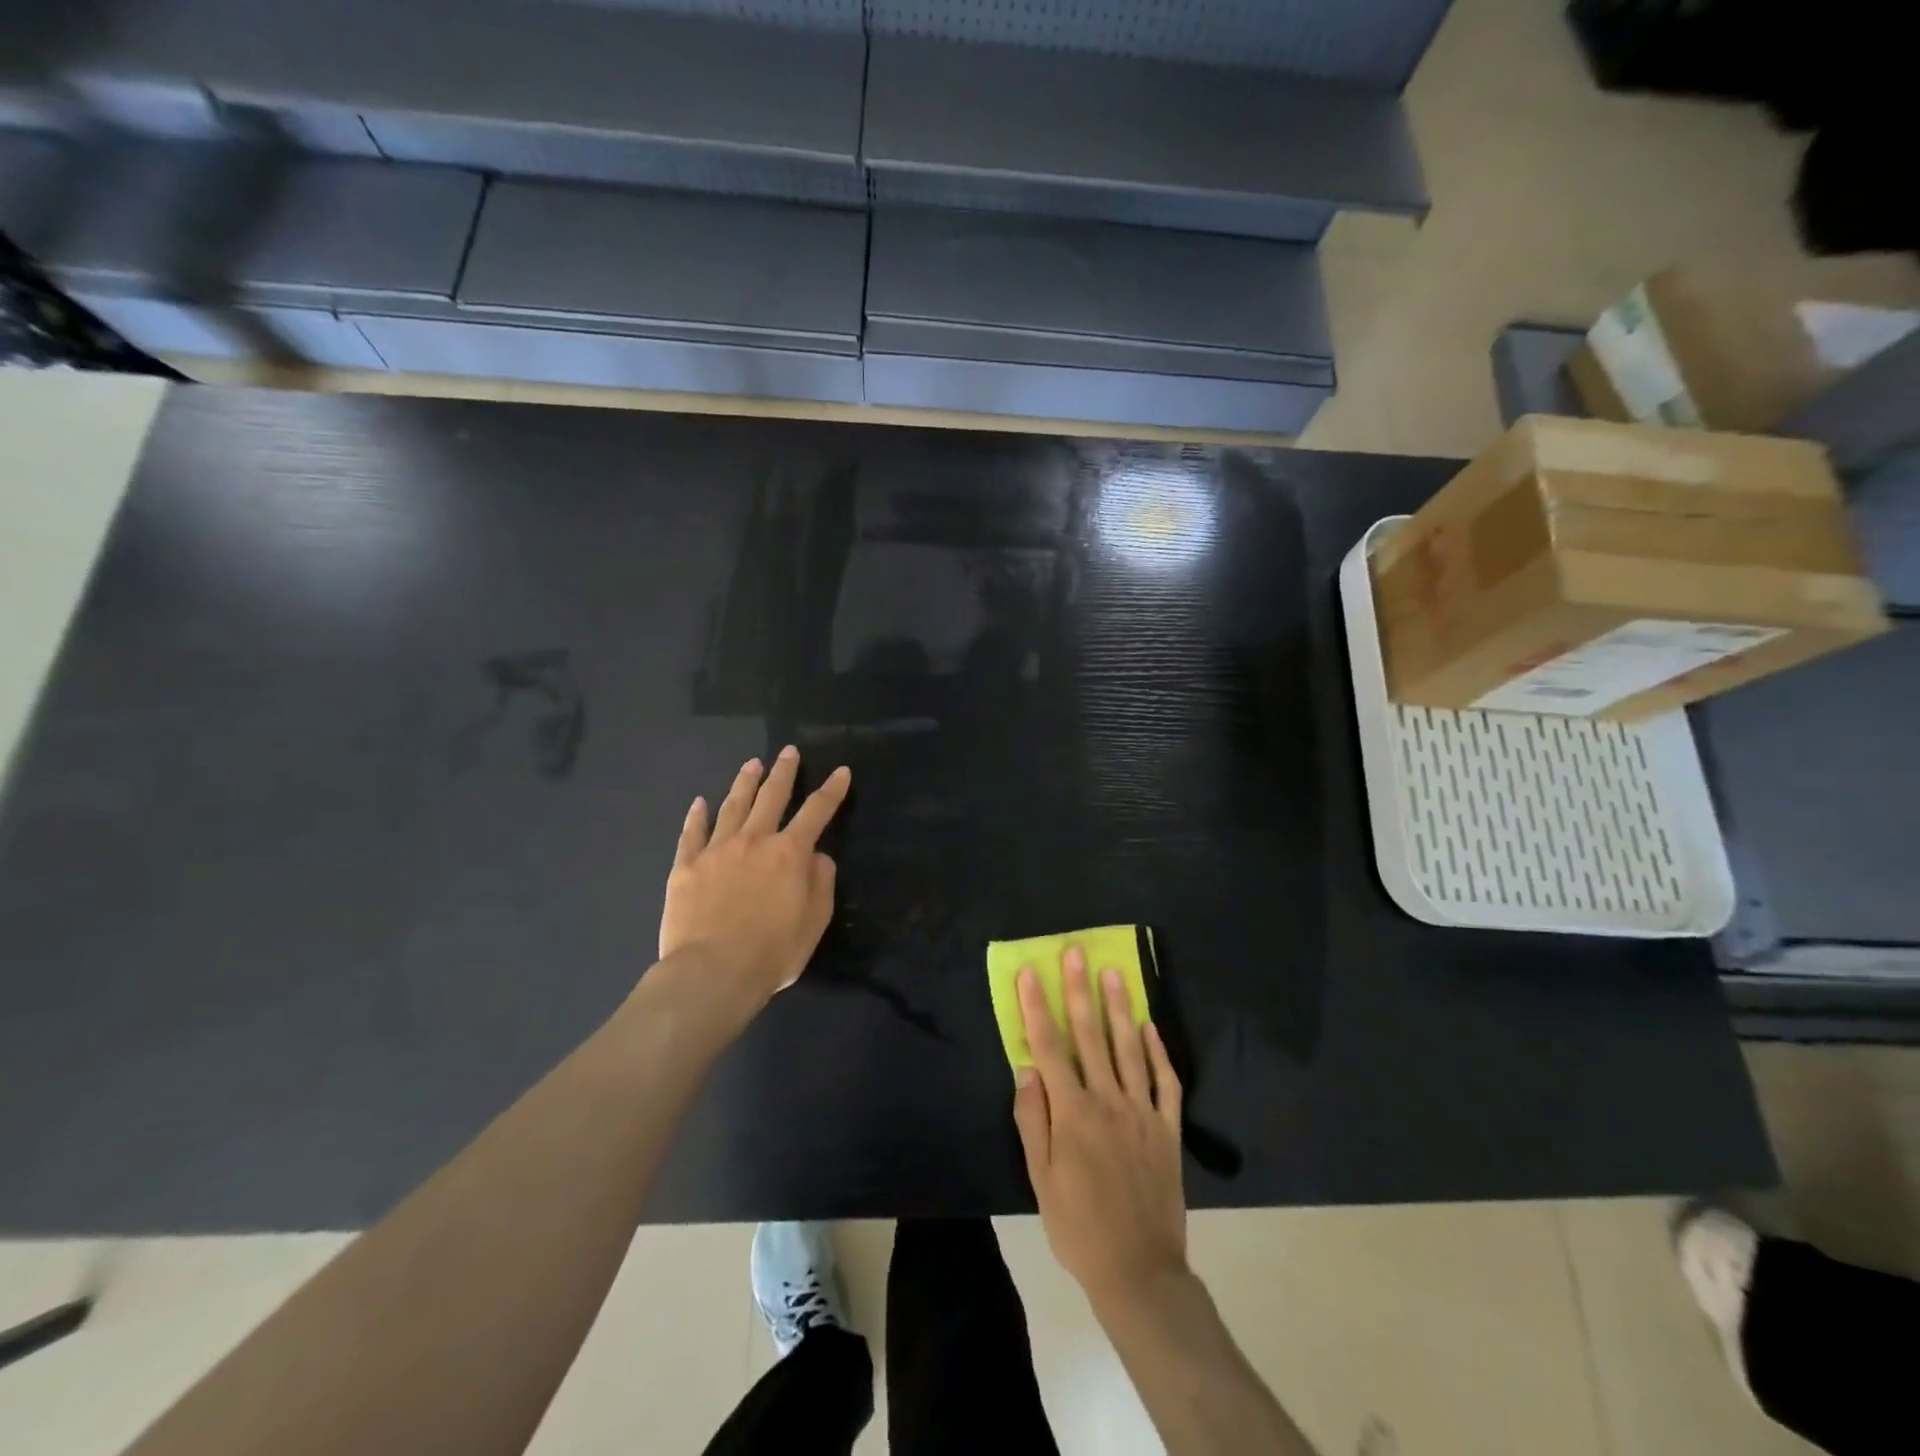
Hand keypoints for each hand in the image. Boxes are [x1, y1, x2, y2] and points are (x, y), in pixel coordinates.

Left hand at [659, 746, 849, 1009]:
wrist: (712, 973)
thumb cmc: (773, 952)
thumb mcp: (815, 921)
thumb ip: (821, 882)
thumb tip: (818, 855)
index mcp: (790, 853)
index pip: (817, 812)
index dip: (832, 791)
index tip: (841, 772)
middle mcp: (754, 841)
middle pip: (771, 797)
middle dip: (783, 772)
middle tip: (788, 752)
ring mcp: (717, 850)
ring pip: (733, 806)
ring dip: (744, 783)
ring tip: (752, 764)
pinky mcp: (686, 867)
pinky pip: (692, 834)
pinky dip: (697, 816)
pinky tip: (700, 803)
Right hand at [1012, 946, 1186, 1309]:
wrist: (1139, 1271)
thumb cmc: (1079, 1226)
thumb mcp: (1041, 1180)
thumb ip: (1033, 1120)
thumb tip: (1026, 1069)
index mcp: (1073, 1112)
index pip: (1049, 1046)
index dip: (1037, 1006)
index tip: (1030, 972)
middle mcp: (1108, 1100)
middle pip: (1090, 1034)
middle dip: (1079, 989)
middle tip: (1076, 952)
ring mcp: (1142, 1112)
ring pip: (1130, 1048)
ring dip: (1120, 1007)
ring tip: (1115, 972)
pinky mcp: (1168, 1129)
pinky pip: (1165, 1082)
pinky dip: (1159, 1052)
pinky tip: (1151, 1026)